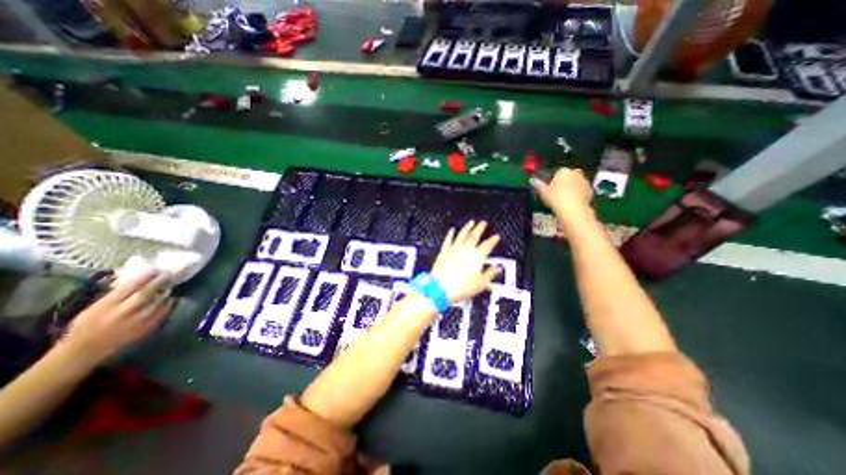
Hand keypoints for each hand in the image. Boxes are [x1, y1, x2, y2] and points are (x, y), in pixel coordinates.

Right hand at [60, 269, 172, 364]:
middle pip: (147, 293)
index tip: (155, 269)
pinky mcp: (146, 328)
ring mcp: (137, 321)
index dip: (145, 276)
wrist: (85, 350)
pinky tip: (169, 299)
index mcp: (106, 306)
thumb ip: (115, 295)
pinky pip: (163, 312)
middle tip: (168, 275)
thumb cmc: (87, 325)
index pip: (130, 287)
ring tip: (169, 286)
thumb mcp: (95, 307)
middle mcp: (123, 313)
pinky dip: (167, 304)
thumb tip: (138, 279)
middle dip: (160, 282)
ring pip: (158, 302)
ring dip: (165, 292)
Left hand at [433, 220, 495, 302]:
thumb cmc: (460, 287)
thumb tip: (497, 269)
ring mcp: (454, 249)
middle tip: (483, 223)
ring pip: (462, 234)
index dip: (493, 240)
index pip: (487, 245)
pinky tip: (452, 230)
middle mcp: (466, 250)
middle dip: (480, 228)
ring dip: (467, 228)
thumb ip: (490, 274)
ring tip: (471, 222)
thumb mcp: (480, 284)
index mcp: (477, 257)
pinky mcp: (444, 252)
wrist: (441, 288)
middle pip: (474, 236)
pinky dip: (451, 234)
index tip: (496, 236)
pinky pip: (448, 240)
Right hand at [531, 168, 590, 224]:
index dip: (553, 180)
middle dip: (565, 181)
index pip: (557, 172)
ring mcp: (584, 181)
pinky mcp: (590, 190)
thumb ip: (539, 185)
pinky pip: (582, 191)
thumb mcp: (543, 192)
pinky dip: (578, 194)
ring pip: (576, 182)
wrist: (572, 209)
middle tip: (558, 192)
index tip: (550, 188)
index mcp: (563, 171)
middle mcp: (575, 173)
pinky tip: (572, 202)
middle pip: (569, 176)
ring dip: (572, 187)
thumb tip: (533, 180)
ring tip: (565, 199)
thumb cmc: (555, 198)